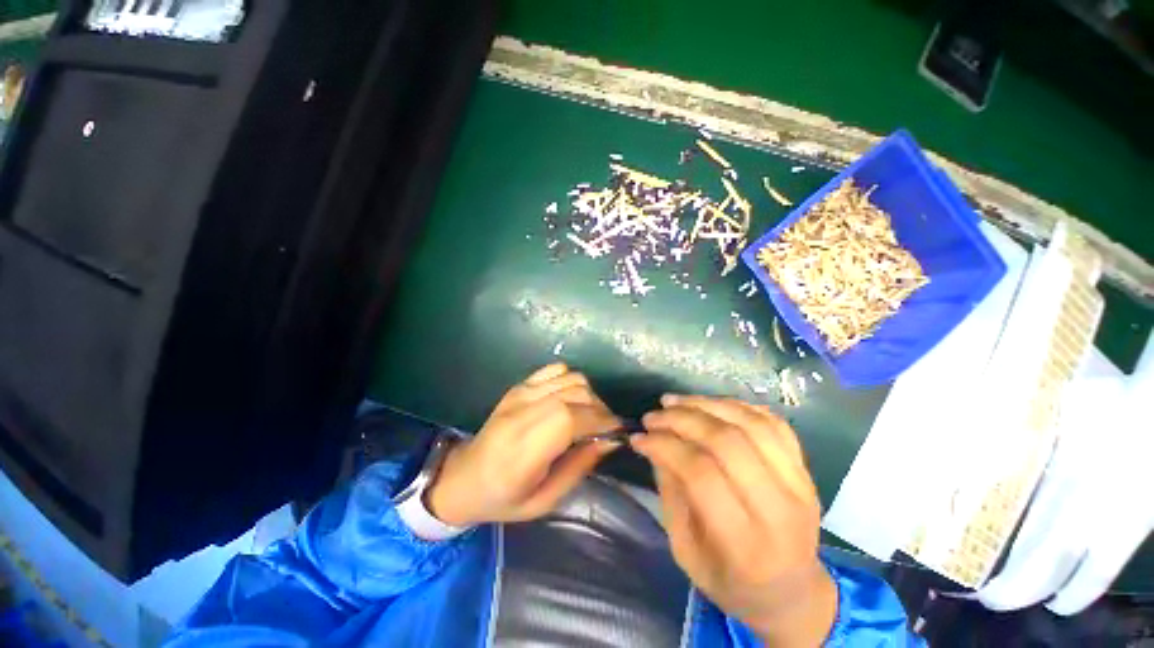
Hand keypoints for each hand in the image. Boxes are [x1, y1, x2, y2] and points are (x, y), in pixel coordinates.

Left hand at [426, 364, 621, 526]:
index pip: (571, 417)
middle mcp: (522, 412)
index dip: (601, 420)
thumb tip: (611, 441)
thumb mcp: (545, 500)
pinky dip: (571, 380)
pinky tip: (571, 400)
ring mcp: (520, 393)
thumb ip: (579, 466)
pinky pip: (556, 369)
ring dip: (589, 395)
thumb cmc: (503, 498)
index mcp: (524, 448)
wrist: (463, 477)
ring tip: (590, 416)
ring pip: (571, 378)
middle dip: (601, 409)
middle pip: (576, 393)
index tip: (618, 431)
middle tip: (606, 428)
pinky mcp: (519, 385)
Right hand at [631, 395, 836, 646]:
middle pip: (727, 442)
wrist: (792, 593)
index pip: (701, 474)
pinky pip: (772, 422)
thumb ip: (671, 494)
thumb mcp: (686, 551)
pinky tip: (709, 404)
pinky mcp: (806, 470)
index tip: (639, 437)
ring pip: (750, 424)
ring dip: (706, 404)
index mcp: (746, 547)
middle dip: (682, 419)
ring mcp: (801, 486)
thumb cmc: (731, 581)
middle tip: (653, 416)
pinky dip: (736, 406)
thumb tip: (654, 444)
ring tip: (674, 402)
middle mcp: (780, 511)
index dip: (665, 446)